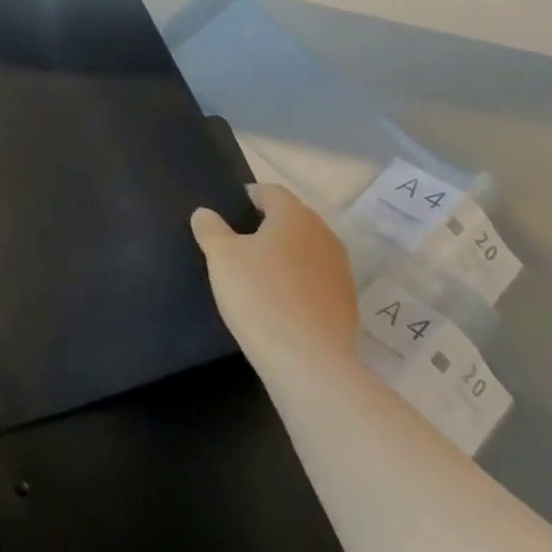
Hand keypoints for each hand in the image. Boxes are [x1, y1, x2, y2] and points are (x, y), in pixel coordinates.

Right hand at [191, 184, 358, 370]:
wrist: (308, 359)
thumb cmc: (258, 295)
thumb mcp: (221, 257)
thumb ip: (211, 229)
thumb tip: (205, 213)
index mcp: (294, 217)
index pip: (272, 192)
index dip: (250, 196)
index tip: (231, 210)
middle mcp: (324, 235)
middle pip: (293, 219)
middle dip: (268, 226)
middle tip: (239, 243)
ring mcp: (340, 270)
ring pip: (307, 250)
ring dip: (286, 255)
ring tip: (258, 274)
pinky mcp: (346, 302)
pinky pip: (317, 280)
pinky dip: (299, 283)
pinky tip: (279, 302)